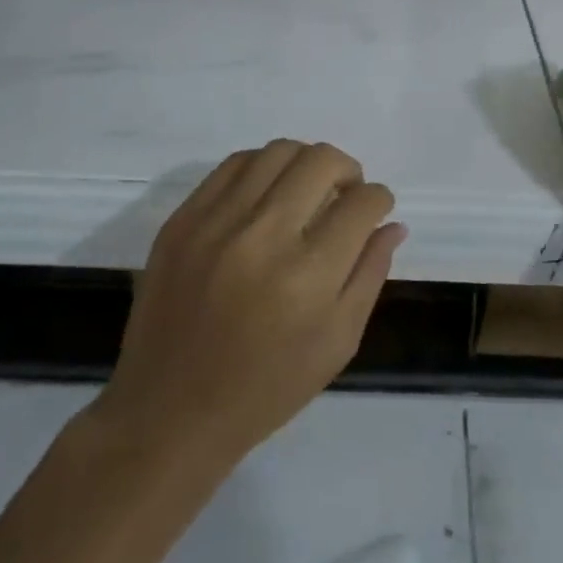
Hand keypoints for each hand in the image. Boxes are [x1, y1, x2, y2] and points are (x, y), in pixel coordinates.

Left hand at [98, 141, 403, 466]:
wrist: (170, 411)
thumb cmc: (266, 388)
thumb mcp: (338, 343)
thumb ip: (370, 275)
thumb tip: (392, 223)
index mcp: (309, 275)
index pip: (362, 203)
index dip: (379, 199)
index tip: (375, 210)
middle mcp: (264, 235)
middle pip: (322, 161)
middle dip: (348, 171)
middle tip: (344, 196)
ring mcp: (217, 222)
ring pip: (278, 151)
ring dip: (305, 163)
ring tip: (306, 190)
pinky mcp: (183, 220)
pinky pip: (233, 164)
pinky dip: (262, 168)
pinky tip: (267, 194)